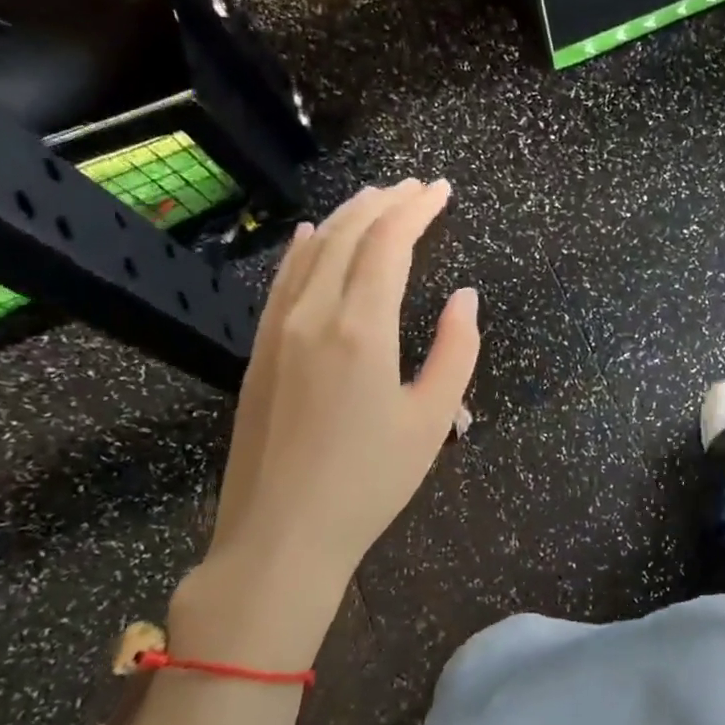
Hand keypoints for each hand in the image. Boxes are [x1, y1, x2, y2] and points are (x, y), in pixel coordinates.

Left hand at [170, 180, 479, 668]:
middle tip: (417, 187)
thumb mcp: (433, 420)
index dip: (417, 209)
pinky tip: (312, 235)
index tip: (441, 190)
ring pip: (312, 251)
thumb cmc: (369, 483)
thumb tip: (466, 296)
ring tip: (377, 198)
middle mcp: (313, 315)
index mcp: (361, 329)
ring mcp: (277, 331)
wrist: (280, 537)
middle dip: (386, 203)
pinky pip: (283, 281)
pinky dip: (304, 248)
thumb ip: (457, 350)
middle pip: (350, 235)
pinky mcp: (259, 351)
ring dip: (348, 217)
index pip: (389, 244)